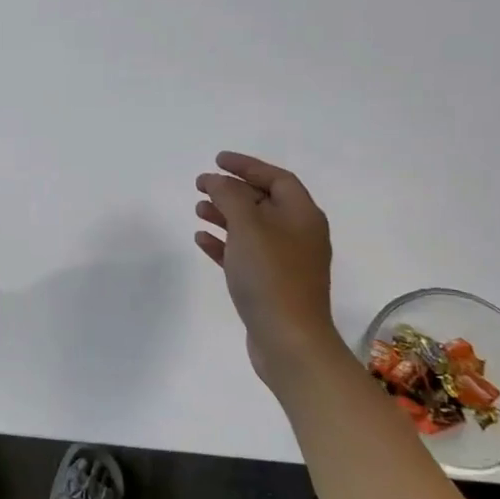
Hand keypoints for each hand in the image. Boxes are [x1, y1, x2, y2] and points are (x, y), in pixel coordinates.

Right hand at [194, 152, 342, 378]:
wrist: (288, 339)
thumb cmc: (270, 275)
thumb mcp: (248, 226)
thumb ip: (230, 196)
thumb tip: (218, 180)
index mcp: (302, 216)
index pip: (277, 178)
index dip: (247, 165)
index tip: (217, 159)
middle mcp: (298, 234)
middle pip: (264, 201)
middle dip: (232, 190)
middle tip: (201, 184)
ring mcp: (285, 261)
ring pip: (252, 228)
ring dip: (224, 215)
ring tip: (197, 209)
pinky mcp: (270, 284)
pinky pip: (244, 253)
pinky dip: (224, 243)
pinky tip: (202, 239)